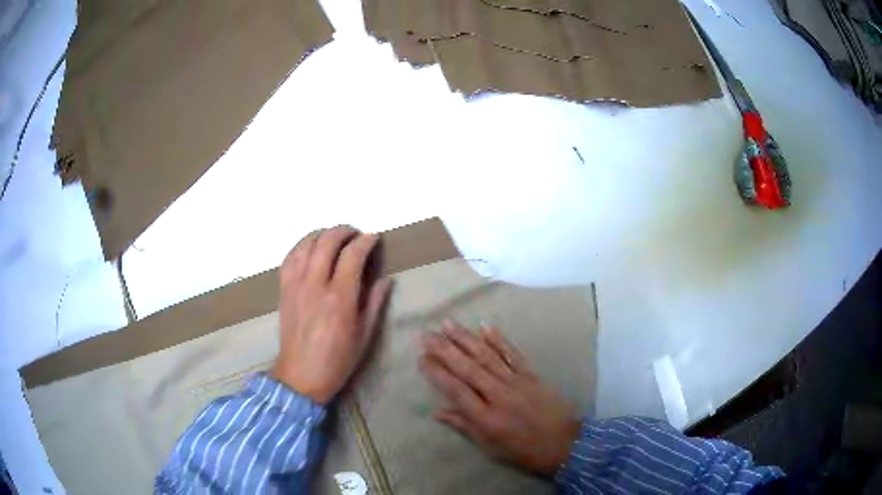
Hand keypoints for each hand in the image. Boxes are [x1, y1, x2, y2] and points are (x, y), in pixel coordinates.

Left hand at [270, 226, 391, 404]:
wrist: (301, 375)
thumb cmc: (337, 360)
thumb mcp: (364, 336)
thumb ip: (374, 303)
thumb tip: (386, 279)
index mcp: (339, 299)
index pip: (352, 256)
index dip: (365, 241)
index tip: (374, 237)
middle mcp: (315, 285)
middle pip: (326, 242)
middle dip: (343, 231)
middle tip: (355, 234)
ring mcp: (295, 285)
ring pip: (305, 244)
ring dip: (322, 234)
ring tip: (334, 237)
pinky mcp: (283, 289)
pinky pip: (290, 257)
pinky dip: (301, 245)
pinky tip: (310, 248)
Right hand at [419, 322, 580, 475]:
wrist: (565, 443)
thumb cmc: (524, 450)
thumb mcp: (491, 447)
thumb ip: (464, 426)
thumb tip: (437, 411)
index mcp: (486, 417)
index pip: (456, 390)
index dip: (437, 374)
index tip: (421, 358)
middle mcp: (499, 395)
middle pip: (468, 368)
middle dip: (445, 350)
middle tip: (426, 334)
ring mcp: (516, 382)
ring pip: (487, 356)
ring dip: (466, 339)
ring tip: (448, 324)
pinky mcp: (531, 375)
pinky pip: (512, 354)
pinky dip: (498, 339)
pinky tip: (485, 326)